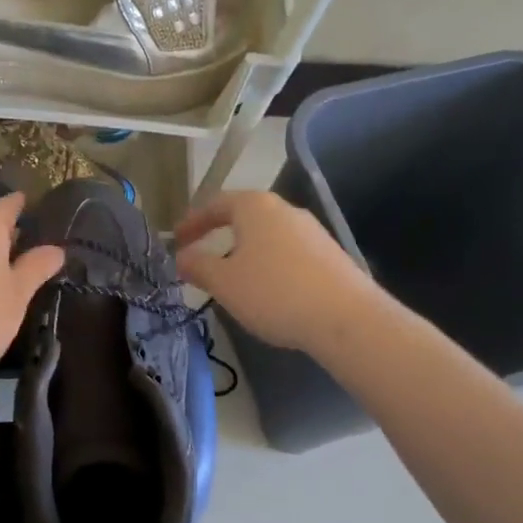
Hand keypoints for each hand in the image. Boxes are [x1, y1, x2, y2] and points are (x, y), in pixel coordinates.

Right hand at [174, 191, 379, 353]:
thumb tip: (182, 257)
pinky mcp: (330, 254)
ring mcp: (312, 231)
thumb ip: (197, 266)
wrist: (345, 318)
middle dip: (219, 234)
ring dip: (245, 251)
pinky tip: (267, 290)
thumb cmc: (274, 292)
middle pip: (244, 215)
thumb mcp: (224, 282)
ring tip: (231, 277)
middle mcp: (285, 209)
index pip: (215, 204)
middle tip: (201, 255)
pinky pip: (288, 252)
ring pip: (268, 235)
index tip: (176, 240)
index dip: (192, 222)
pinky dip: (269, 264)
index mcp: (255, 207)